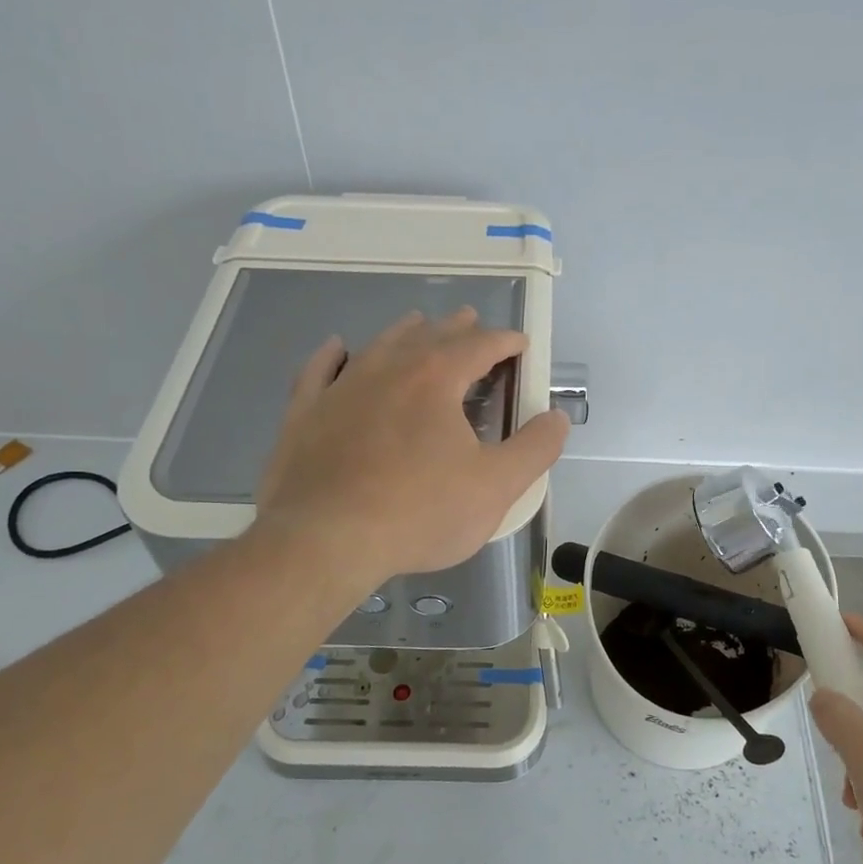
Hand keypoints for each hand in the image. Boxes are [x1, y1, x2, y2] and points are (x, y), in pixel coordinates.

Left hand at [253, 308, 569, 588]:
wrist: (326, 540)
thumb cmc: (419, 513)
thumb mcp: (496, 487)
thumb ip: (535, 449)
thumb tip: (558, 418)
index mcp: (436, 379)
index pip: (479, 345)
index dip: (505, 341)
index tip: (520, 344)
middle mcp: (388, 369)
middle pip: (429, 336)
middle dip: (457, 329)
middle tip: (472, 322)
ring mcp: (341, 388)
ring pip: (379, 345)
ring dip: (405, 332)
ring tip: (418, 324)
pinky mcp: (304, 413)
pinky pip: (319, 370)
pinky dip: (332, 355)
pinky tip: (336, 347)